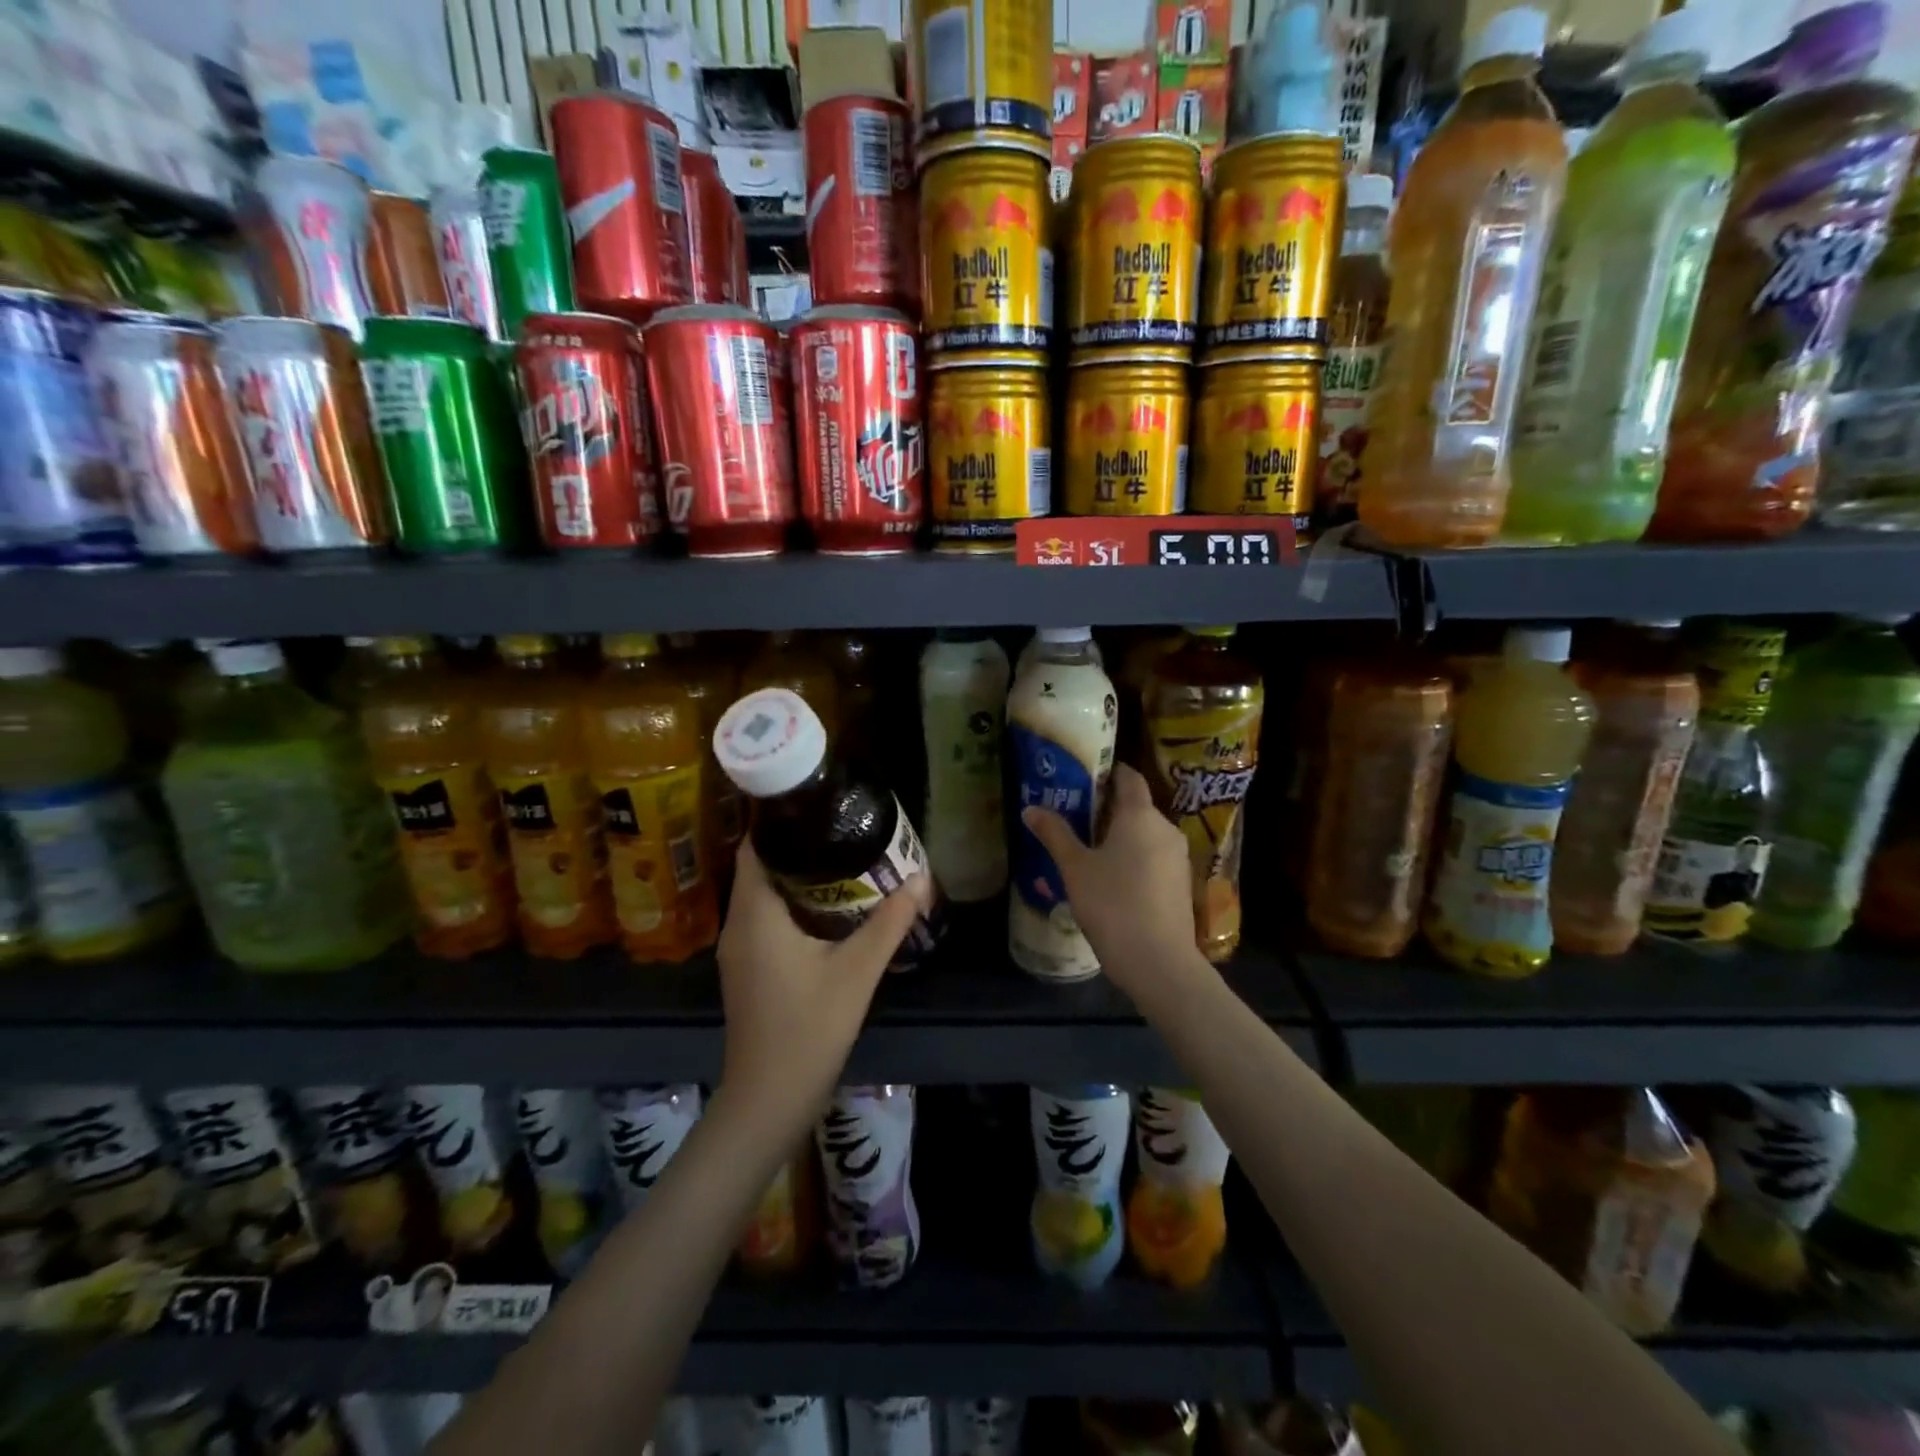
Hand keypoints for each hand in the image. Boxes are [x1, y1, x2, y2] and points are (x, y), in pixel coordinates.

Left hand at [715, 842, 926, 1127]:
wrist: (769, 1100)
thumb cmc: (809, 1029)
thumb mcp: (857, 972)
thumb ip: (889, 922)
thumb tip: (921, 879)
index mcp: (755, 915)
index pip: (754, 847)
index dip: (780, 821)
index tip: (819, 805)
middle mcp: (738, 925)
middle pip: (761, 867)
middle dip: (800, 846)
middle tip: (844, 829)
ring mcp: (739, 950)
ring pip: (765, 895)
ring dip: (799, 876)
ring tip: (844, 858)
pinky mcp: (748, 969)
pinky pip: (767, 919)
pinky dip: (793, 904)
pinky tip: (831, 907)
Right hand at [1021, 763, 1202, 1000]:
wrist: (1159, 962)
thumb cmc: (1113, 904)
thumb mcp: (1075, 868)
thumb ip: (1055, 834)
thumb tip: (1031, 809)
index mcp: (1140, 815)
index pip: (1129, 777)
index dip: (1108, 772)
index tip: (1084, 776)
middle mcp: (1165, 828)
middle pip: (1136, 807)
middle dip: (1107, 808)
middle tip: (1074, 815)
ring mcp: (1177, 858)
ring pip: (1146, 835)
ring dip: (1120, 836)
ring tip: (1087, 848)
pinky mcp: (1180, 885)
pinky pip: (1154, 858)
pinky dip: (1134, 858)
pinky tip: (1111, 879)